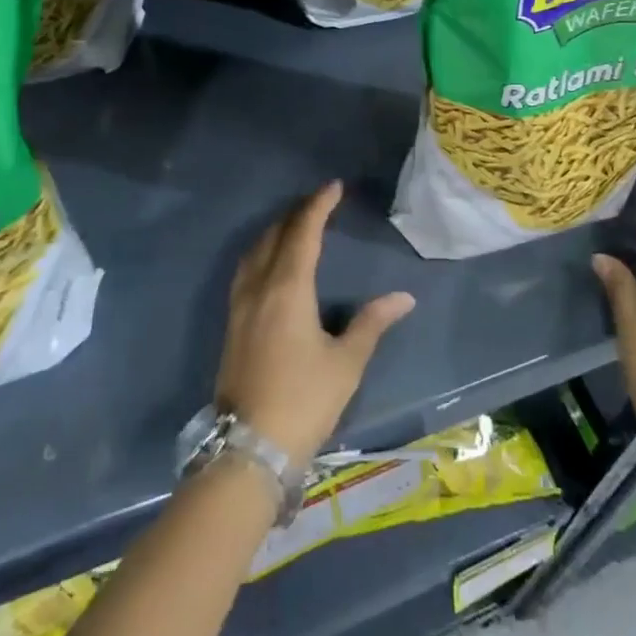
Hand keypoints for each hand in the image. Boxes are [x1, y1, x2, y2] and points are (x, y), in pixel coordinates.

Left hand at [216, 180, 415, 470]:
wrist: (248, 448)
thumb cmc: (303, 400)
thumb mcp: (346, 362)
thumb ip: (372, 323)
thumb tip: (404, 297)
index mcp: (288, 289)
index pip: (303, 233)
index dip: (318, 206)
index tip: (334, 187)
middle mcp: (259, 288)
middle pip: (275, 236)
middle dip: (296, 213)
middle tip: (319, 202)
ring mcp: (239, 307)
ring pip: (254, 251)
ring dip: (275, 230)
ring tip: (294, 224)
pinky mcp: (231, 326)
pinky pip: (245, 271)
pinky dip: (260, 252)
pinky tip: (269, 264)